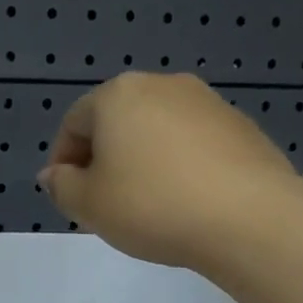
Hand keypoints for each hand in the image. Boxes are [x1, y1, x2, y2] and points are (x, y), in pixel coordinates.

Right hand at [39, 72, 295, 270]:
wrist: (247, 218)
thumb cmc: (151, 206)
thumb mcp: (88, 204)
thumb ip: (61, 186)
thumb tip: (55, 174)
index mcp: (118, 95)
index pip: (73, 122)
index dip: (62, 162)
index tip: (67, 197)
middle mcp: (163, 85)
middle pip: (117, 121)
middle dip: (103, 160)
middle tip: (102, 203)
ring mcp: (207, 102)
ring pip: (156, 131)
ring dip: (141, 162)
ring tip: (144, 205)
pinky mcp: (240, 127)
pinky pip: (192, 144)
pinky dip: (177, 166)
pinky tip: (183, 201)